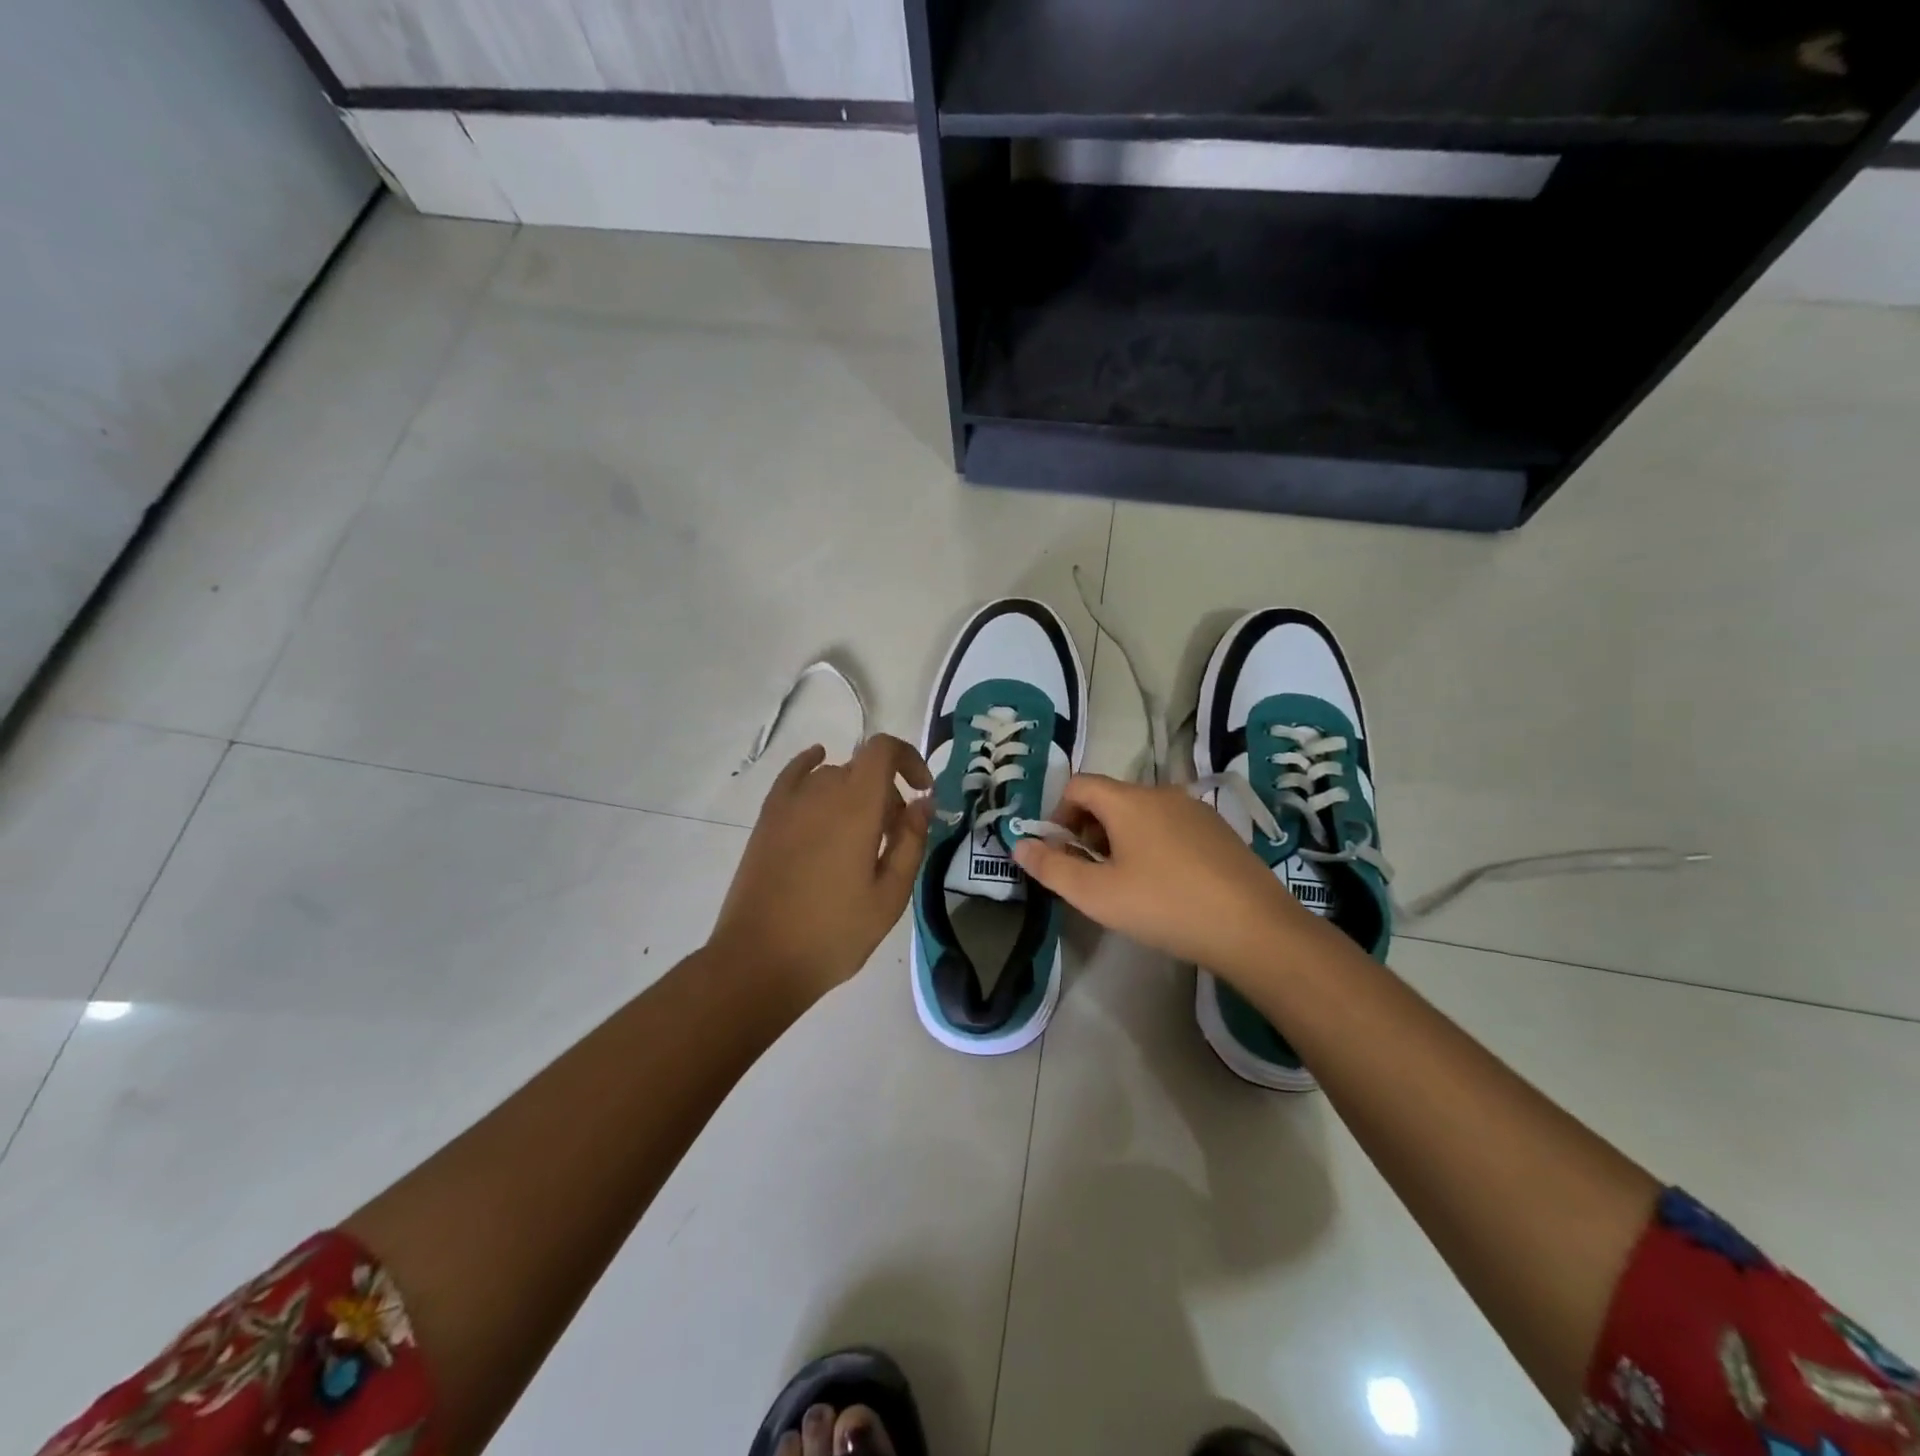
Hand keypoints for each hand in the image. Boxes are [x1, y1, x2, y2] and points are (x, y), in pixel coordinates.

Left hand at [709, 735, 933, 1004]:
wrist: (760, 959)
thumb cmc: (834, 932)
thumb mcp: (889, 896)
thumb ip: (911, 842)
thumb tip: (923, 802)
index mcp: (857, 807)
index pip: (883, 750)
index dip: (909, 758)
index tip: (923, 790)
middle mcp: (822, 792)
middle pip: (862, 769)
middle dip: (888, 792)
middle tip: (895, 838)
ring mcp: (789, 804)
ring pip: (832, 777)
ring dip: (856, 793)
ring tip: (860, 837)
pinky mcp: (767, 819)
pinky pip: (793, 775)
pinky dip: (810, 765)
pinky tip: (818, 764)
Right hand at [1011, 773, 1308, 971]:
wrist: (1253, 928)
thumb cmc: (1164, 905)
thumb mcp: (1096, 894)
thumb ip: (1051, 867)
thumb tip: (1019, 844)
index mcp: (1128, 801)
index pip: (1078, 785)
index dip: (1058, 814)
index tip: (1060, 852)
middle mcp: (1162, 793)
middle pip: (1109, 798)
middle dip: (1088, 830)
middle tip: (1090, 874)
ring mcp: (1195, 810)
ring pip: (1141, 813)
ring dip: (1120, 839)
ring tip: (1126, 884)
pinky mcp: (1219, 831)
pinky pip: (1170, 827)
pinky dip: (1153, 845)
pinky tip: (1166, 886)